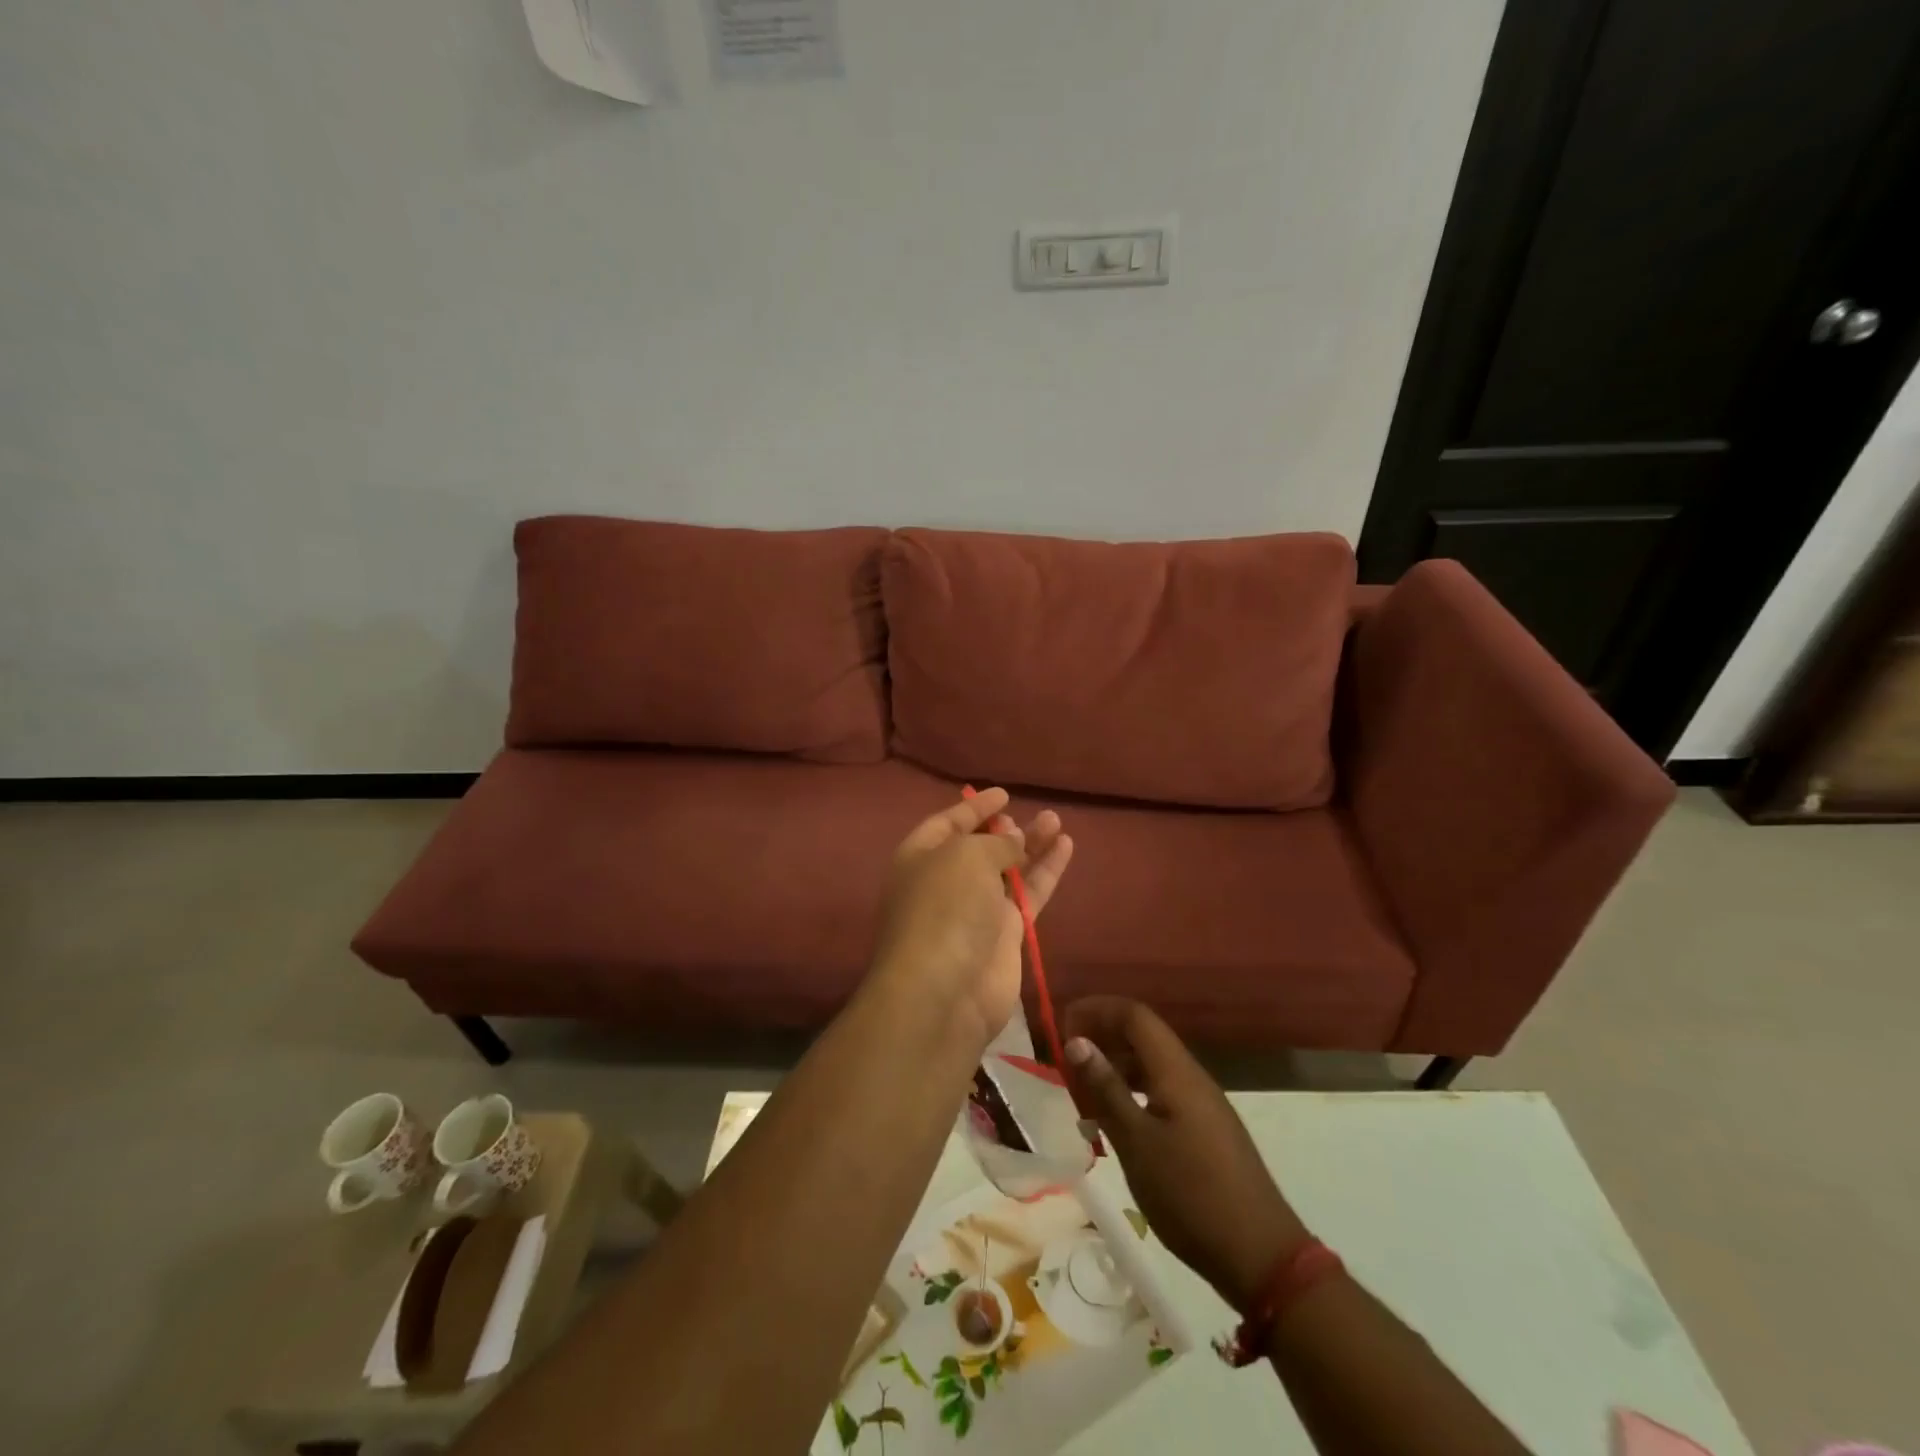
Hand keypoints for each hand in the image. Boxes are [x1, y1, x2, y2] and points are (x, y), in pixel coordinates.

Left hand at [870, 788, 1073, 1049]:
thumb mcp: (966, 857)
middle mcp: (946, 882)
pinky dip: (1046, 871)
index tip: (1003, 794)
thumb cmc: (945, 908)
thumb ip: (995, 844)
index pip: (947, 823)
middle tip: (1028, 815)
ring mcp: (976, 911)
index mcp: (920, 858)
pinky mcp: (1005, 935)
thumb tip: (1014, 840)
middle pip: (978, 848)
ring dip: (1031, 845)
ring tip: (1056, 821)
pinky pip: (1029, 894)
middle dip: (1003, 830)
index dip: (974, 807)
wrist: (945, 991)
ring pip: (1009, 870)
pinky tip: (1066, 847)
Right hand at [1064, 997, 1308, 1312]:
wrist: (1261, 1256)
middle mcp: (1191, 1076)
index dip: (1097, 1009)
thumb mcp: (1137, 1142)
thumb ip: (1106, 1088)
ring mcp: (1202, 1104)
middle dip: (1102, 1037)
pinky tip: (1113, 1125)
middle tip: (1065, 1059)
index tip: (1062, 1024)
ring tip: (1081, 1092)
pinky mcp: (1206, 1130)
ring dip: (1115, 1068)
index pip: (1134, 1015)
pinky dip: (1132, 1095)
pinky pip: (1162, 1092)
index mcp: (1176, 1071)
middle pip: (1143, 1036)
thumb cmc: (1191, 1195)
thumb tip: (1077, 1041)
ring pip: (1152, 1066)